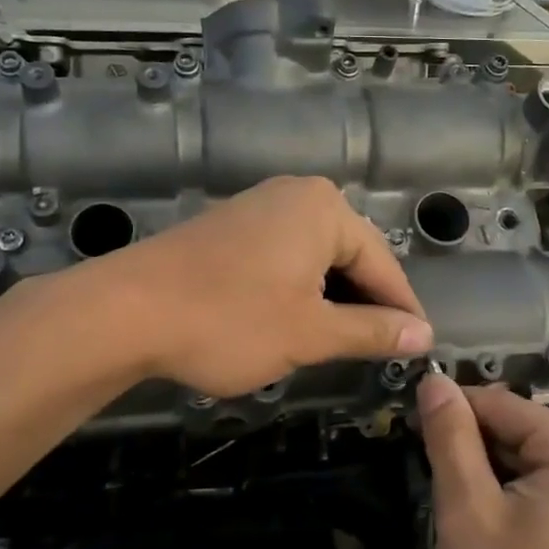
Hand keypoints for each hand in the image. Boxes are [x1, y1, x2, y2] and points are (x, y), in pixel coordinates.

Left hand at [98, 176, 432, 398]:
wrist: (126, 311)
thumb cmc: (229, 320)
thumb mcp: (310, 332)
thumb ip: (372, 332)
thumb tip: (422, 336)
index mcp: (325, 210)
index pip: (383, 263)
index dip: (402, 311)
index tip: (419, 349)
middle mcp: (296, 195)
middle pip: (350, 255)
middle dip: (364, 304)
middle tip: (379, 352)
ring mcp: (258, 207)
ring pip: (315, 258)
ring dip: (330, 300)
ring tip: (338, 343)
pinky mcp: (230, 227)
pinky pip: (283, 256)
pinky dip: (297, 289)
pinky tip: (293, 321)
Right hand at [418, 377, 548, 548]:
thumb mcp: (470, 517)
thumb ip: (451, 440)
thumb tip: (433, 379)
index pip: (498, 403)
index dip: (448, 416)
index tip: (405, 436)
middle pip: (513, 431)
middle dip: (467, 455)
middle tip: (432, 493)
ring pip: (521, 463)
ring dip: (483, 482)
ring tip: (454, 518)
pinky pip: (538, 490)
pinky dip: (505, 503)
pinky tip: (485, 536)